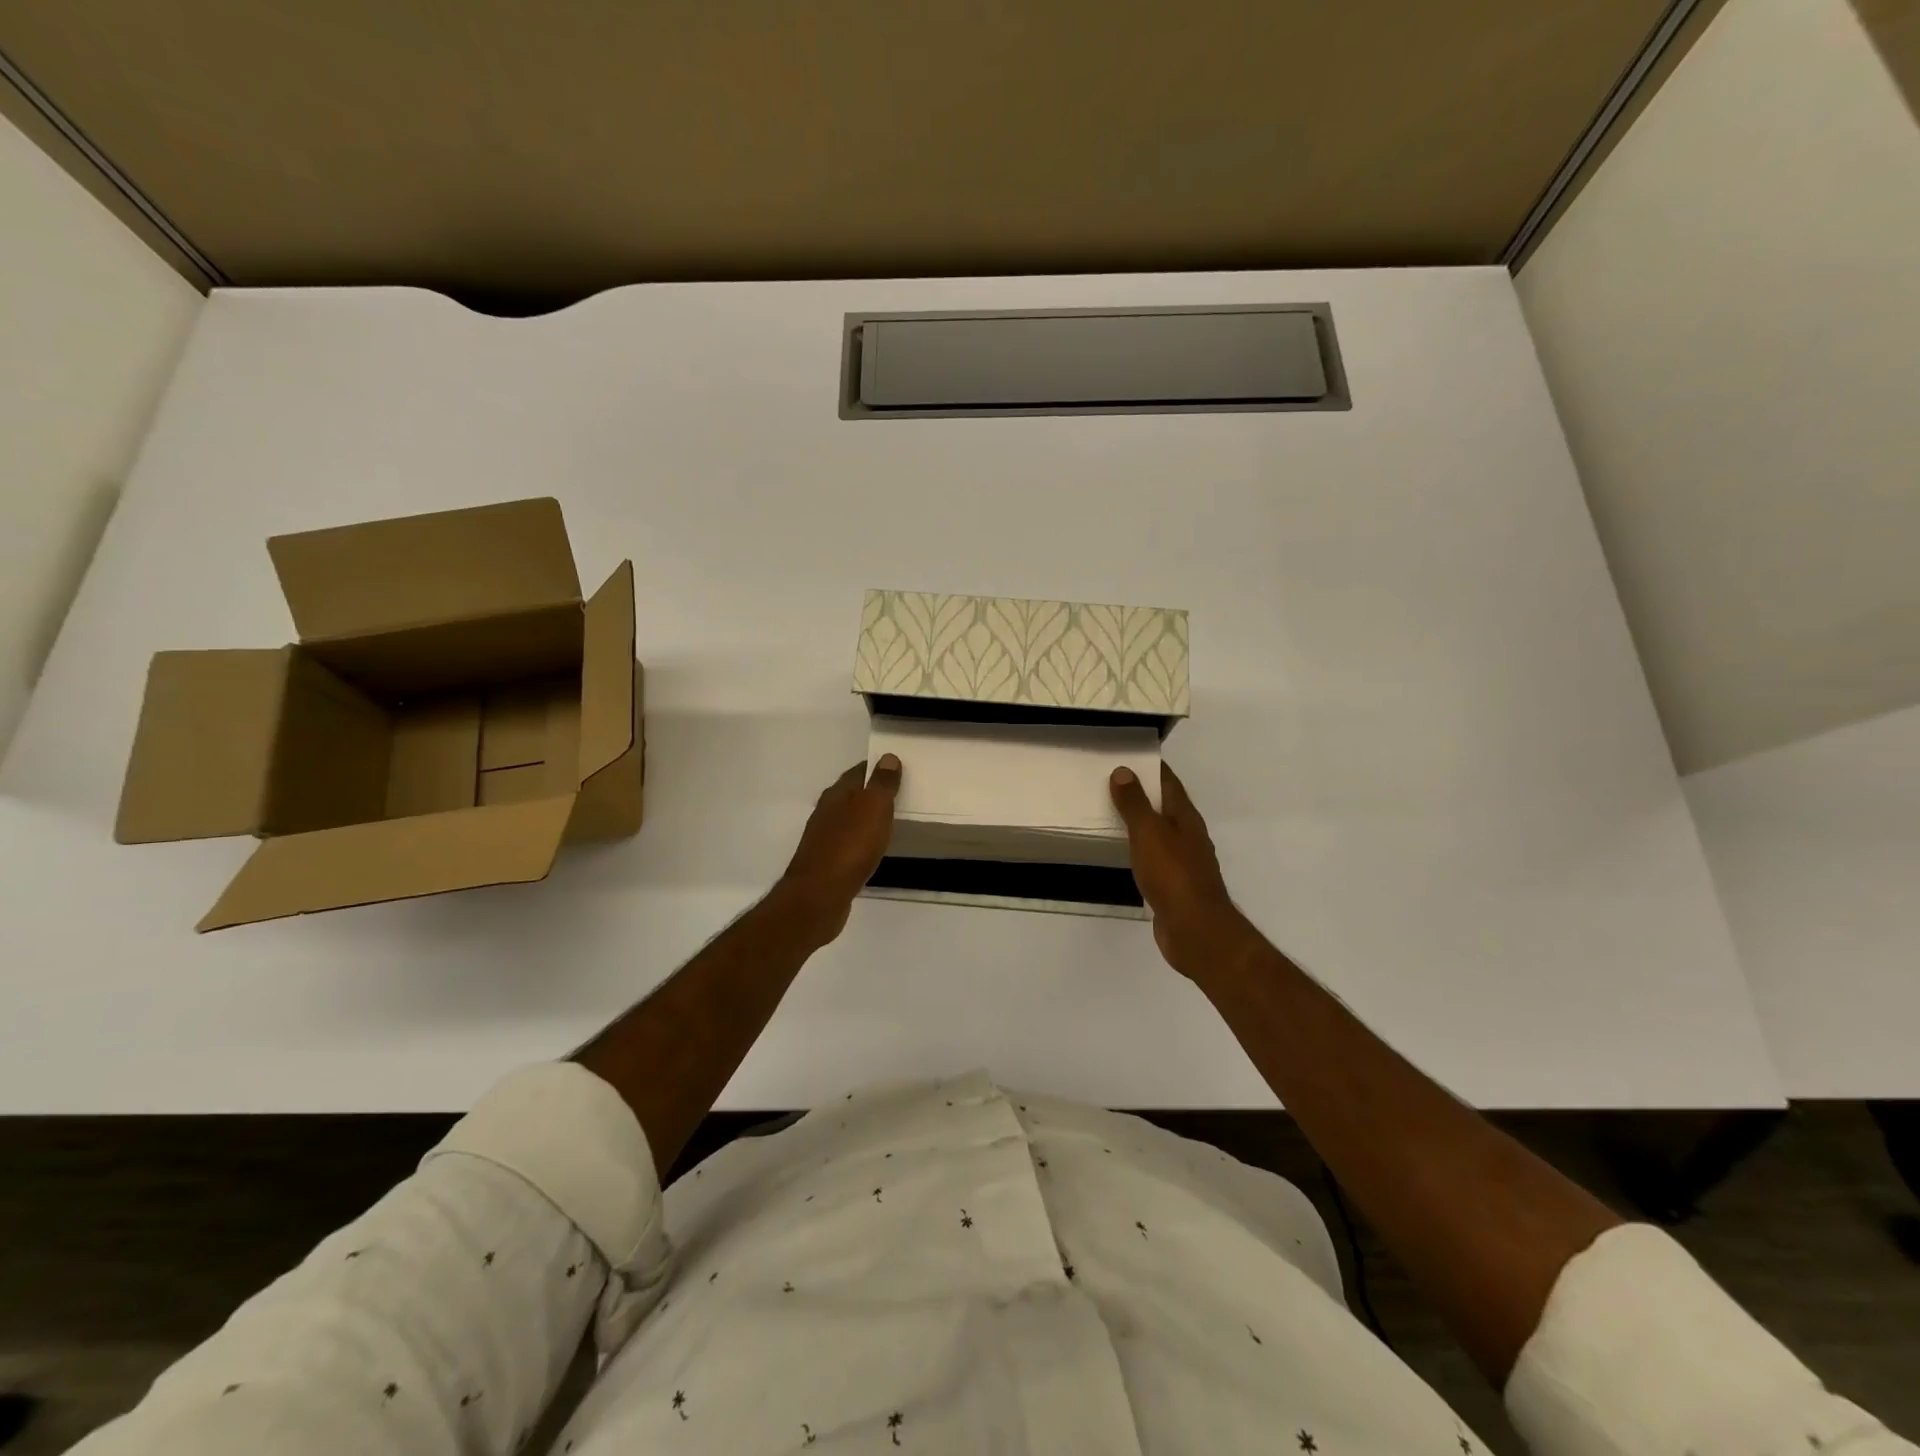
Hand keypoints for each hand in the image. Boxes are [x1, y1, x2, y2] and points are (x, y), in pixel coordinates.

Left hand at [777, 755, 901, 943]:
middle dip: (872, 792)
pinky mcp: (826, 862)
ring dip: (866, 817)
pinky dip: (861, 840)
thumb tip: (888, 757)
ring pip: (849, 818)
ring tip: (890, 820)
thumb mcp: (873, 808)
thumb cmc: (850, 846)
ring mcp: (824, 837)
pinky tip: (872, 848)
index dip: (877, 767)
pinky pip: (848, 842)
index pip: (859, 771)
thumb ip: (881, 783)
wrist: (819, 896)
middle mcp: (826, 811)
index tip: (898, 768)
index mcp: (837, 793)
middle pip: (852, 794)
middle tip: (899, 793)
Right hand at [1110, 763, 1256, 980]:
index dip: (1151, 767)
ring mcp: (1183, 862)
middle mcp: (1188, 835)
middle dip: (1142, 793)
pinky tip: (1124, 852)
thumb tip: (1124, 770)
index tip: (1127, 755)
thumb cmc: (1173, 875)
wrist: (1195, 930)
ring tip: (1111, 813)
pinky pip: (1154, 857)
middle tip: (1110, 782)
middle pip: (1165, 806)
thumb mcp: (1149, 833)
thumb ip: (1135, 803)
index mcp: (1185, 818)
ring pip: (1159, 832)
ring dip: (1140, 822)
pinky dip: (1139, 848)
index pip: (1169, 782)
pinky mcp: (1174, 885)